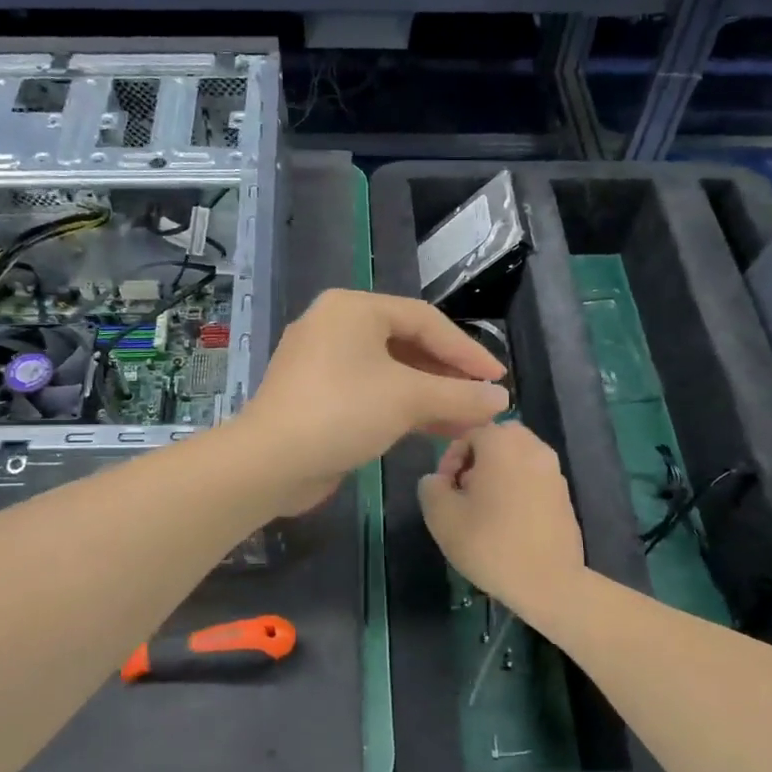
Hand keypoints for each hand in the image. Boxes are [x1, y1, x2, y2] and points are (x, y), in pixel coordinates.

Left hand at [238, 290, 508, 513]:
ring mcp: (322, 363)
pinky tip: (434, 430)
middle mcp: (335, 326)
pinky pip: (369, 393)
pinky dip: (401, 408)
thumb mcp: (408, 399)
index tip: (497, 379)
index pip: (425, 320)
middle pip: (406, 344)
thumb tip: (501, 400)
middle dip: (447, 376)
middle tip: (482, 400)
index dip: (466, 350)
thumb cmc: (341, 412)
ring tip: (468, 420)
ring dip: (429, 396)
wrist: (269, 463)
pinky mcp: (316, 397)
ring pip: (389, 373)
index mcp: (353, 308)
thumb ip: (459, 395)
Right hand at [419, 422, 586, 618]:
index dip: (450, 459)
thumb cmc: (489, 544)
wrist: (548, 582)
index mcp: (502, 443)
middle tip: (464, 493)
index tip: (446, 490)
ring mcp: (553, 470)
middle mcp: (532, 447)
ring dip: (498, 473)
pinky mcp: (565, 493)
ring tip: (485, 508)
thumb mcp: (441, 516)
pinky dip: (518, 487)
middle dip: (476, 460)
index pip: (468, 433)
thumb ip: (431, 486)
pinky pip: (533, 477)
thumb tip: (438, 480)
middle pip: (496, 439)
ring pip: (517, 457)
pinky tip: (508, 520)